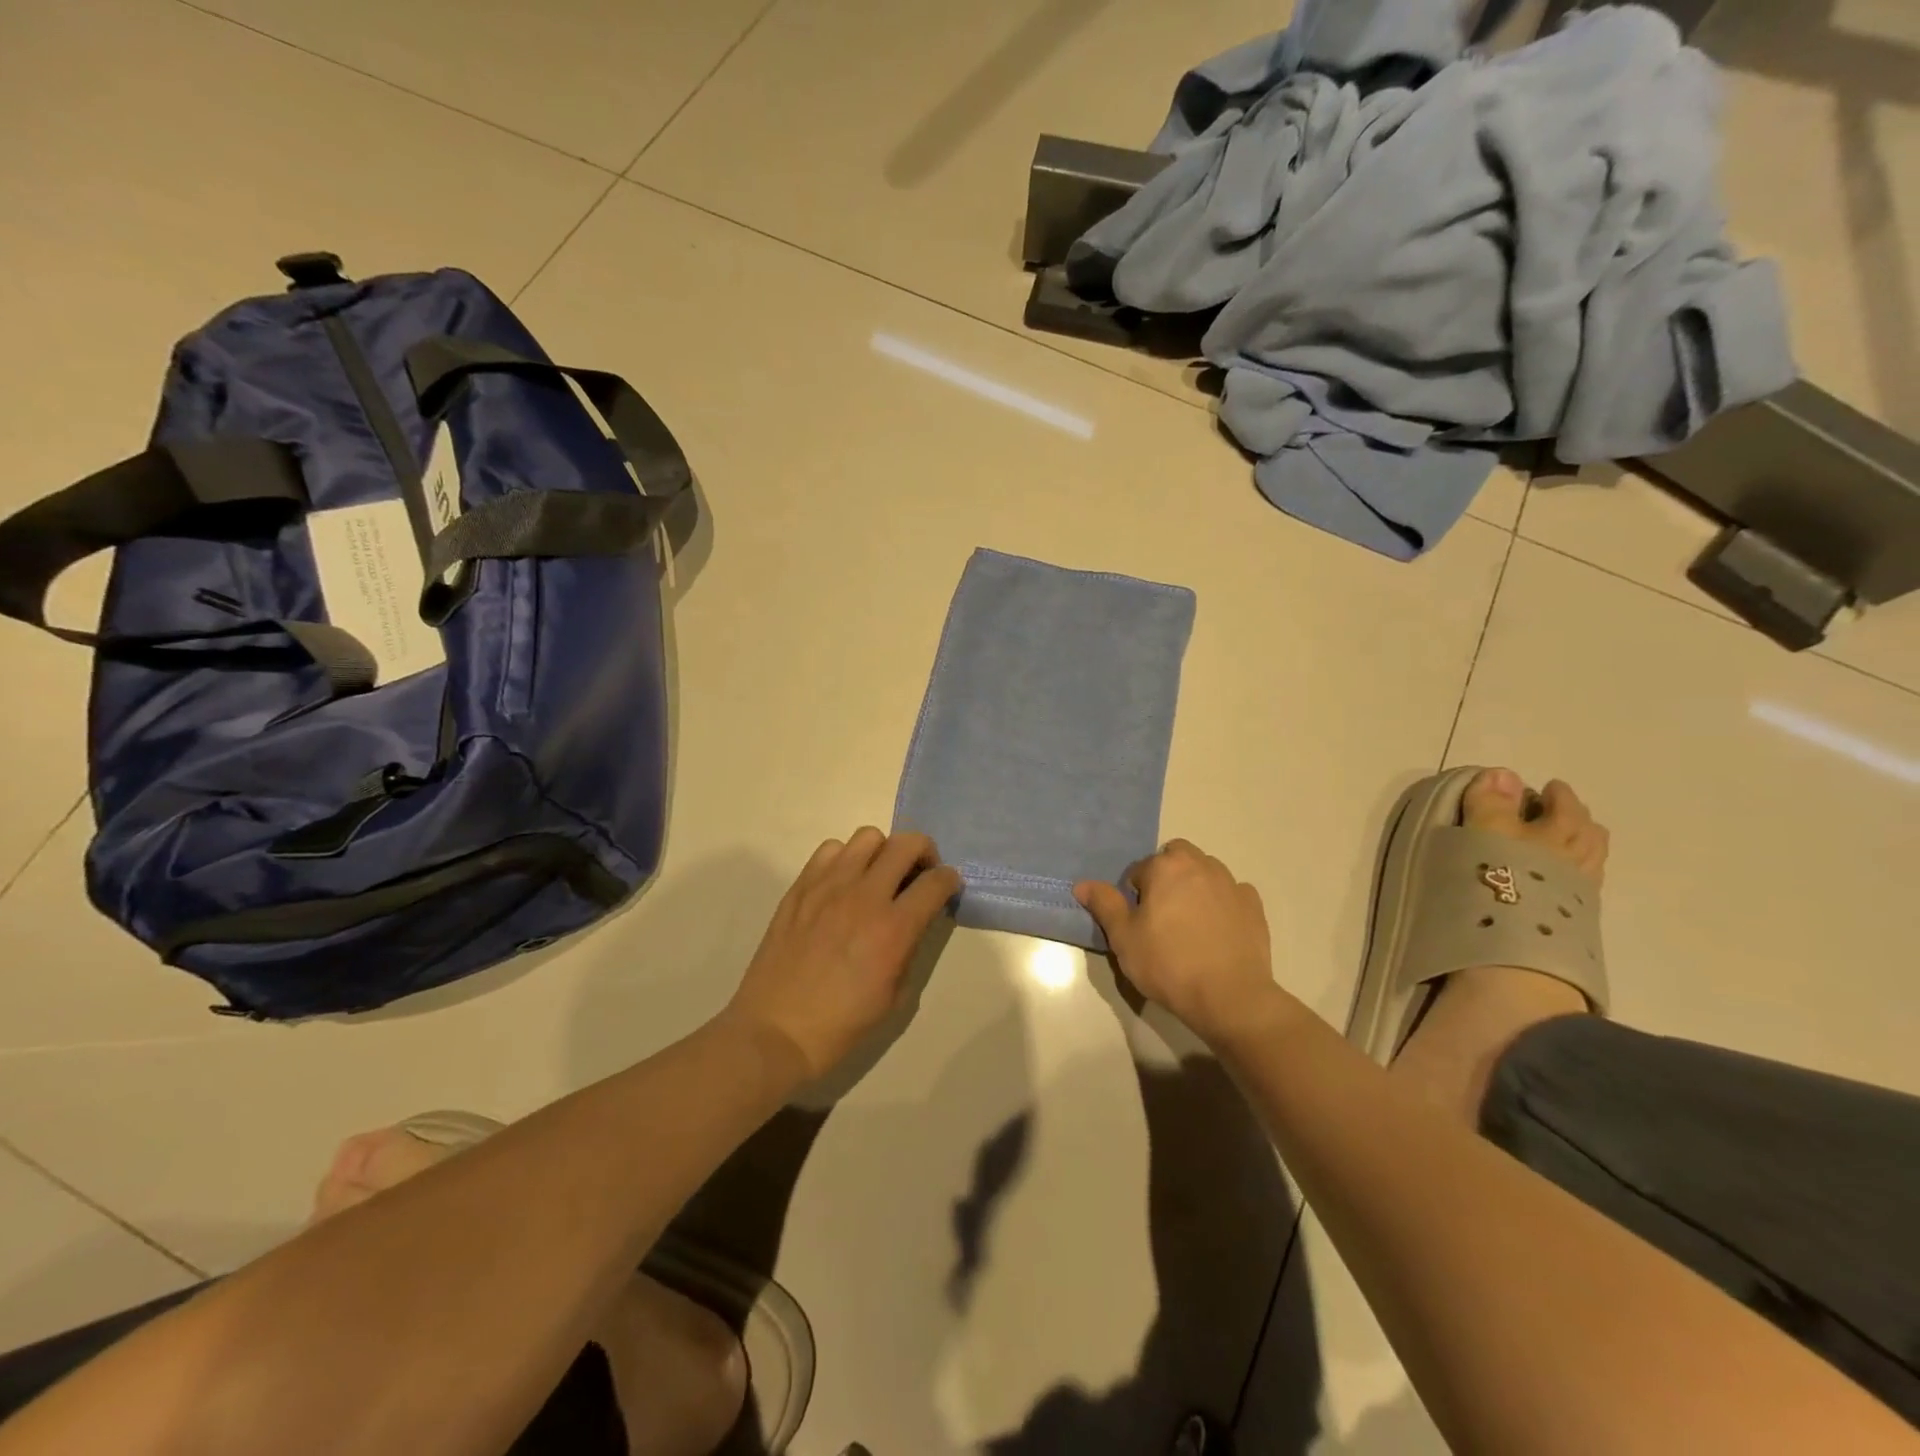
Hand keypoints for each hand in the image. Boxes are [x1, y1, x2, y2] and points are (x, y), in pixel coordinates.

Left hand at [726, 828, 962, 1079]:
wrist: (776, 1032)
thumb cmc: (841, 1025)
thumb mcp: (895, 996)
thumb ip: (910, 948)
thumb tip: (914, 921)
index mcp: (894, 929)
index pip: (936, 882)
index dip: (950, 881)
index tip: (947, 888)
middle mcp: (864, 896)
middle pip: (907, 843)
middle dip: (924, 853)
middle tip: (919, 874)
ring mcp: (828, 886)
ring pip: (868, 837)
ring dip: (883, 852)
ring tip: (878, 876)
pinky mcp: (800, 887)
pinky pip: (830, 849)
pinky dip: (846, 858)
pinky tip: (844, 883)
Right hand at [1075, 840, 1284, 1046]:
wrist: (1230, 997)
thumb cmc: (1168, 964)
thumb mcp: (1123, 938)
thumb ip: (1104, 904)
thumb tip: (1082, 884)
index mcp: (1166, 867)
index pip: (1140, 870)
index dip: (1134, 895)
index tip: (1138, 923)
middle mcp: (1201, 865)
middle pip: (1177, 857)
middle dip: (1167, 876)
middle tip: (1161, 915)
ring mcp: (1231, 884)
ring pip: (1206, 872)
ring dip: (1194, 886)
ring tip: (1190, 925)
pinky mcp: (1254, 906)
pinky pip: (1232, 894)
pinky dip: (1222, 904)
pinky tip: (1217, 931)